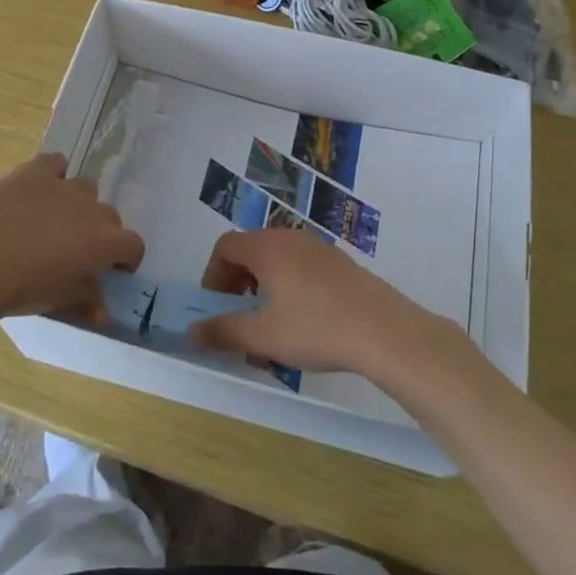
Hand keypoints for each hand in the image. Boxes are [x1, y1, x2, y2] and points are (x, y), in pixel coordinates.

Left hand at [0, 154, 143, 323]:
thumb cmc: (22, 287)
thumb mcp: (59, 300)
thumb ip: (86, 299)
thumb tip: (102, 313)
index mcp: (104, 242)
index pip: (133, 245)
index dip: (126, 258)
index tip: (113, 269)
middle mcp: (91, 209)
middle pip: (109, 216)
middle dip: (101, 233)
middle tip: (78, 251)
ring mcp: (63, 185)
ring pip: (85, 188)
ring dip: (78, 204)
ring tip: (56, 220)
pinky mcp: (36, 171)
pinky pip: (55, 163)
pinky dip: (54, 173)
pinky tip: (40, 189)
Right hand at [190, 229, 454, 376]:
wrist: (384, 330)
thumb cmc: (316, 328)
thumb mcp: (263, 336)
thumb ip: (224, 331)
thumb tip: (191, 331)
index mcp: (267, 248)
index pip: (225, 246)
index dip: (212, 274)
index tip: (214, 305)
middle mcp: (290, 238)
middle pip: (250, 249)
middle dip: (236, 282)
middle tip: (237, 315)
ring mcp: (318, 248)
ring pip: (277, 259)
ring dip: (262, 286)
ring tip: (268, 324)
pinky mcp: (339, 263)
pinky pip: (300, 266)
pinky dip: (287, 286)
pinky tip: (300, 322)